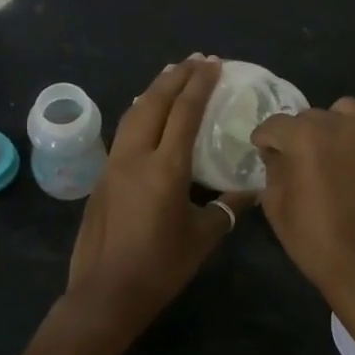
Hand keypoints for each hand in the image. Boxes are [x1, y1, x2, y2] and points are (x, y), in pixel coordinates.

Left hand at [64, 57, 250, 342]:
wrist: (105, 294)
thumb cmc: (160, 267)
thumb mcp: (202, 238)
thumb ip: (227, 208)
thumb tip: (252, 190)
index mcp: (165, 168)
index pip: (184, 113)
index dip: (200, 85)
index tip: (213, 64)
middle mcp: (135, 156)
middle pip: (155, 102)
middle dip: (176, 77)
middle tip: (196, 60)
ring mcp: (114, 165)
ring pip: (134, 114)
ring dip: (154, 90)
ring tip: (171, 75)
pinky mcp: (102, 178)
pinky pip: (124, 132)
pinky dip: (140, 113)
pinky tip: (148, 115)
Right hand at [251, 99, 354, 319]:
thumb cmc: (317, 243)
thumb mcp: (278, 209)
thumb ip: (273, 170)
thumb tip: (277, 153)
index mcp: (307, 137)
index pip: (276, 124)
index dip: (265, 138)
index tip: (263, 150)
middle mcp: (344, 126)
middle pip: (313, 116)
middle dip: (300, 133)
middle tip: (299, 158)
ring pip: (350, 113)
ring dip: (336, 126)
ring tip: (335, 152)